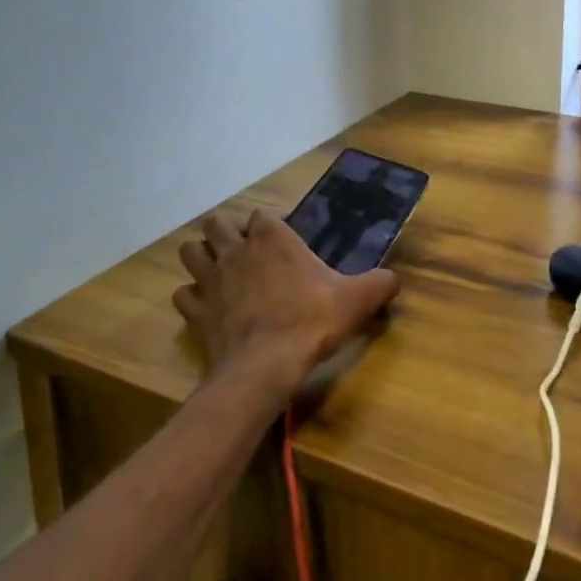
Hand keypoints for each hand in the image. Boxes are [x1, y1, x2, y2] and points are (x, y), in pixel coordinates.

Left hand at [175, 210, 400, 394]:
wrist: (266, 366)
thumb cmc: (311, 321)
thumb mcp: (357, 299)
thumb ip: (380, 284)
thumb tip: (396, 279)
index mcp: (271, 237)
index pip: (260, 214)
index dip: (267, 225)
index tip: (279, 241)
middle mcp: (236, 249)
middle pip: (216, 225)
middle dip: (226, 233)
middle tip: (244, 253)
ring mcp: (211, 279)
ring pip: (191, 252)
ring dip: (201, 258)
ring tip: (218, 272)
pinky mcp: (196, 311)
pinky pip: (184, 294)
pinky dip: (192, 298)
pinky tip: (207, 307)